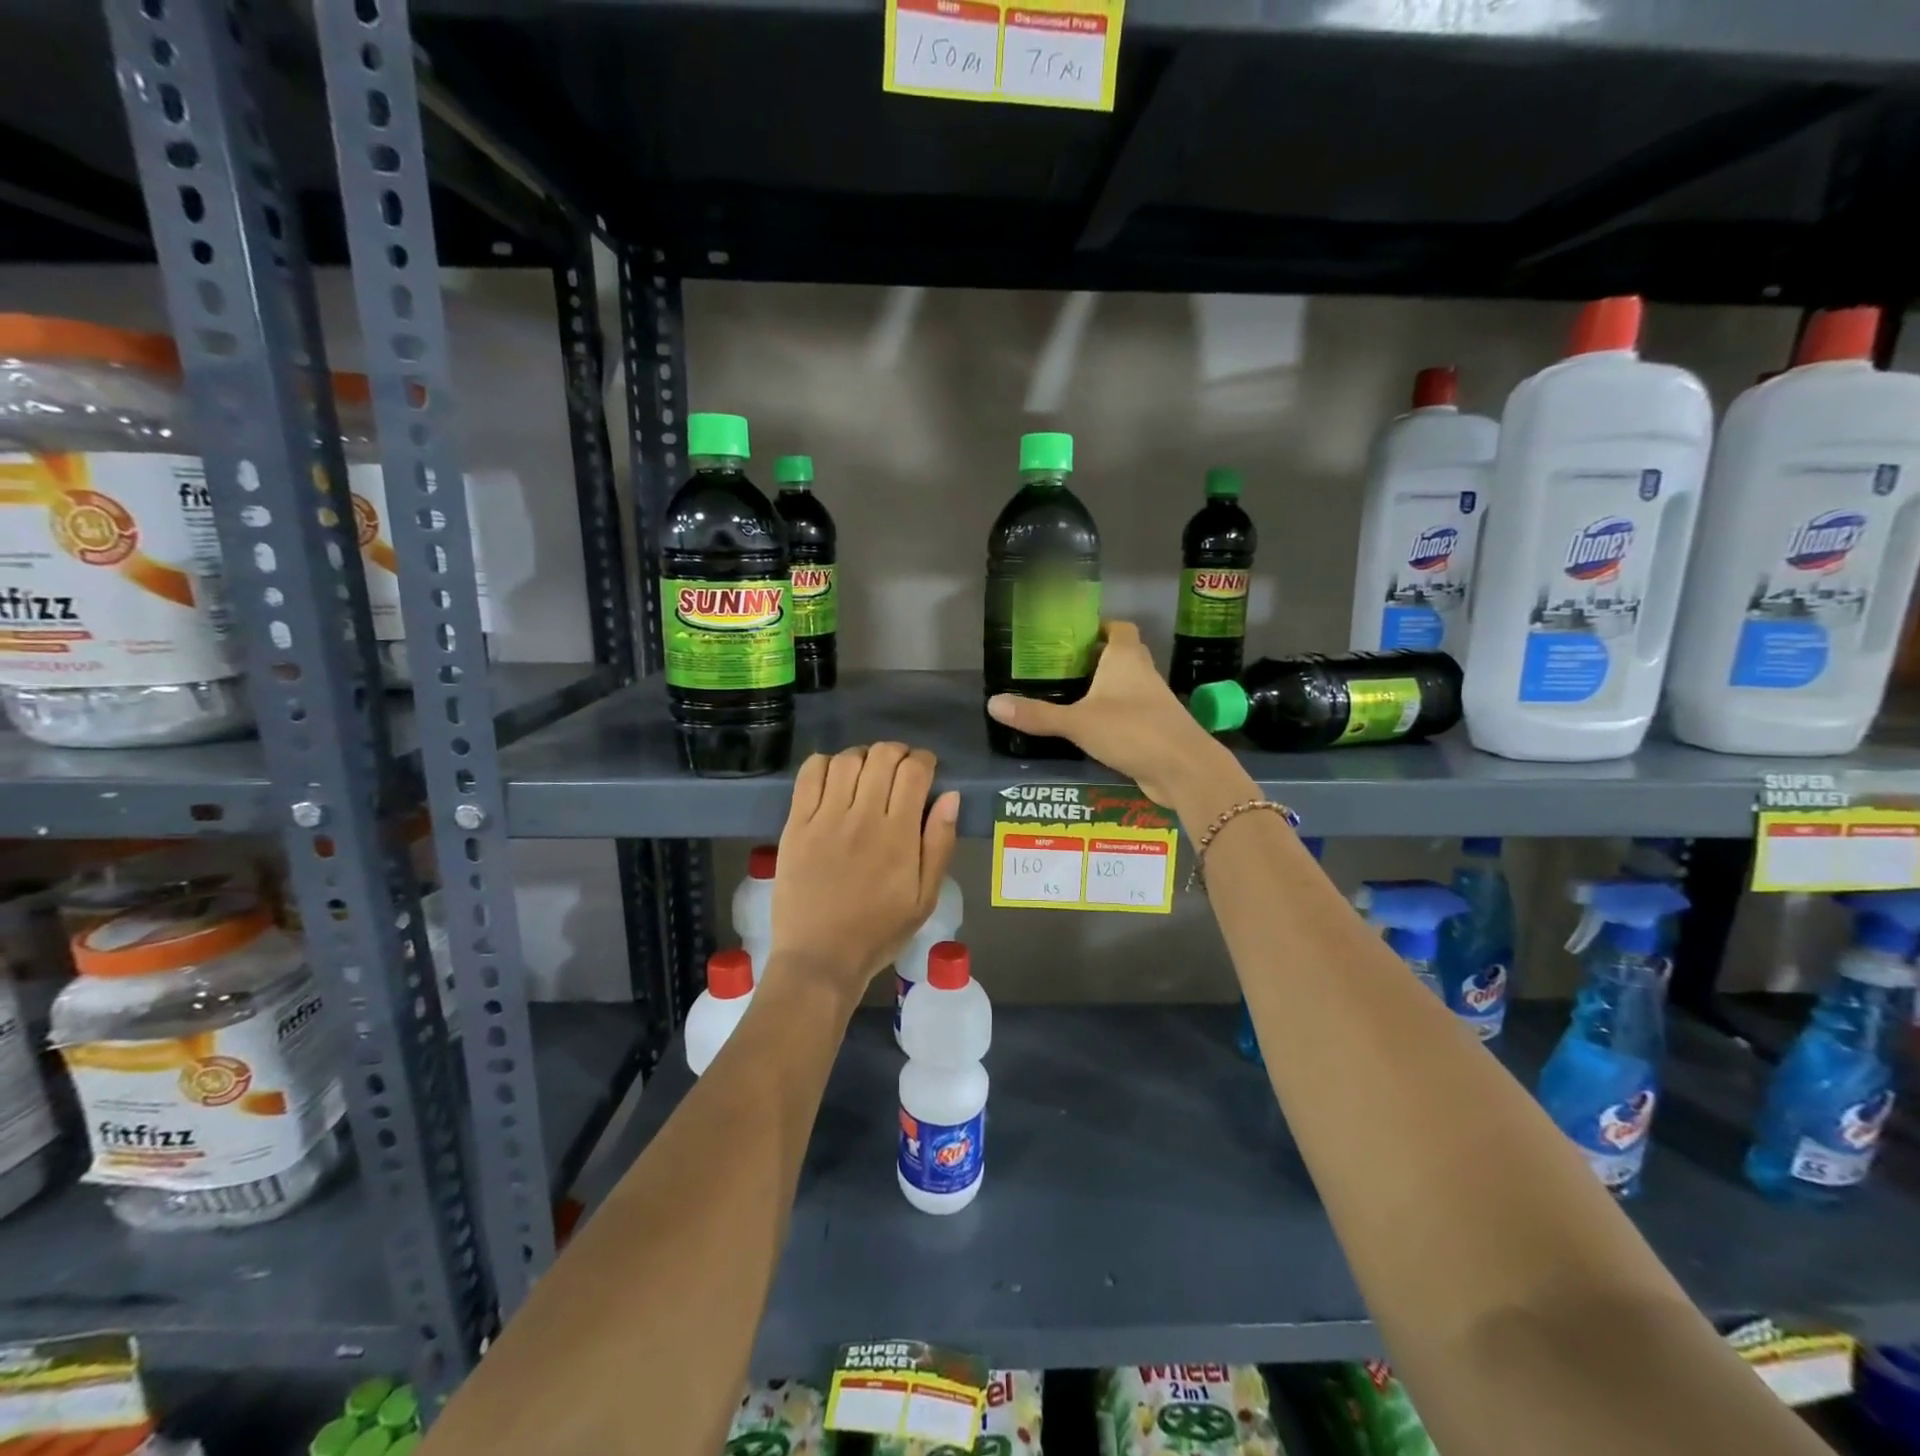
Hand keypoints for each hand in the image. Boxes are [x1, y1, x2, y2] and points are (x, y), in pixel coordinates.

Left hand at [769, 743, 960, 1004]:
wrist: (820, 958)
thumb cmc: (879, 931)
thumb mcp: (925, 898)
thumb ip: (939, 844)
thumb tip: (951, 796)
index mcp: (898, 835)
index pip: (914, 772)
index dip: (924, 760)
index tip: (926, 769)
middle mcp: (862, 817)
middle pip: (882, 756)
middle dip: (897, 753)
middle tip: (899, 769)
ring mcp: (825, 818)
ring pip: (847, 760)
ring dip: (863, 756)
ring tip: (867, 772)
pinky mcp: (796, 825)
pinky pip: (809, 775)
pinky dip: (825, 764)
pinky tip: (834, 777)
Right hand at [985, 620, 1234, 806]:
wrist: (1184, 769)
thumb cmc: (1132, 730)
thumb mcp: (1077, 722)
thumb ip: (1037, 714)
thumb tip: (992, 702)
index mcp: (1125, 658)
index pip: (1118, 627)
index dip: (1098, 627)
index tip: (1071, 635)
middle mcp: (1142, 673)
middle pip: (1120, 654)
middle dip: (1094, 658)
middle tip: (1060, 667)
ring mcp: (1152, 701)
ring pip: (1125, 685)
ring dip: (1102, 688)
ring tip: (1067, 695)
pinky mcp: (1155, 727)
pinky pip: (1129, 712)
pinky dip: (1111, 714)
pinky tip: (1088, 728)